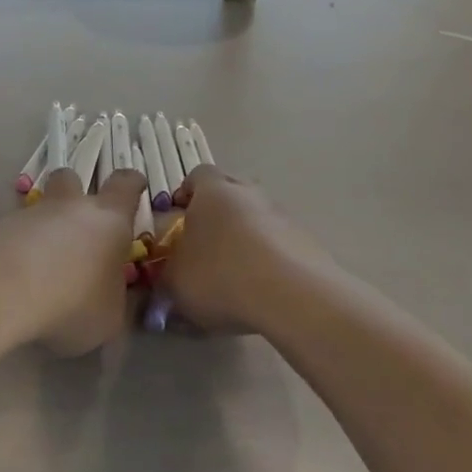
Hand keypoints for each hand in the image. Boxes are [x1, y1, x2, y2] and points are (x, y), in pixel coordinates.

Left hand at [0, 167, 148, 355]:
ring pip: (39, 209)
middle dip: (75, 192)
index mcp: (108, 219)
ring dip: (43, 229)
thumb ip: (116, 302)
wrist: (1, 292)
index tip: (134, 187)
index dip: (132, 183)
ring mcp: (29, 215)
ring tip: (42, 269)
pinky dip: (17, 250)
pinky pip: (12, 234)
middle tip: (79, 222)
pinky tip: (15, 281)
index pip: (126, 184)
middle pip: (72, 178)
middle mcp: (69, 207)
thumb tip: (114, 297)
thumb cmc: (73, 302)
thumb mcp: (110, 318)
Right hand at [156, 165, 336, 332]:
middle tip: (202, 247)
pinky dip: (267, 259)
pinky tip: (260, 289)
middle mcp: (248, 192)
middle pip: (228, 194)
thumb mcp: (175, 281)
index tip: (176, 221)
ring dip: (244, 238)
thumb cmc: (221, 275)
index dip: (185, 195)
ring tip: (233, 275)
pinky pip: (277, 243)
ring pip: (255, 218)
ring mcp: (281, 214)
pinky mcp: (305, 240)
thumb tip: (167, 273)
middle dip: (215, 216)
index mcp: (213, 190)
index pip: (196, 176)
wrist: (292, 295)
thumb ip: (165, 272)